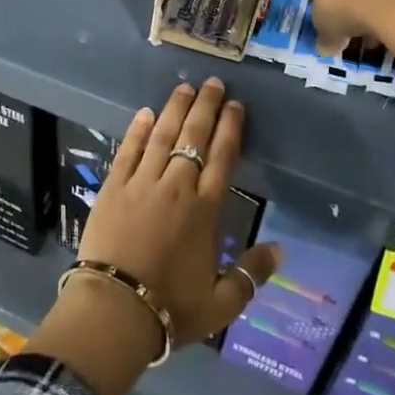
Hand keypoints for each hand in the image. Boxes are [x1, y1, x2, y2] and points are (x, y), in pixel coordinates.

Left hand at [79, 79, 280, 345]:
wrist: (114, 311)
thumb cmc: (170, 309)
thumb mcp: (221, 303)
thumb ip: (252, 275)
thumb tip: (281, 249)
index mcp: (204, 211)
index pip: (222, 158)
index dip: (230, 129)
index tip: (236, 106)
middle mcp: (176, 187)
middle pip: (194, 137)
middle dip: (206, 107)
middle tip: (213, 83)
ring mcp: (142, 183)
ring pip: (162, 136)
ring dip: (174, 109)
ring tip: (185, 88)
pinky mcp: (113, 187)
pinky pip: (128, 150)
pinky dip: (138, 130)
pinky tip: (145, 113)